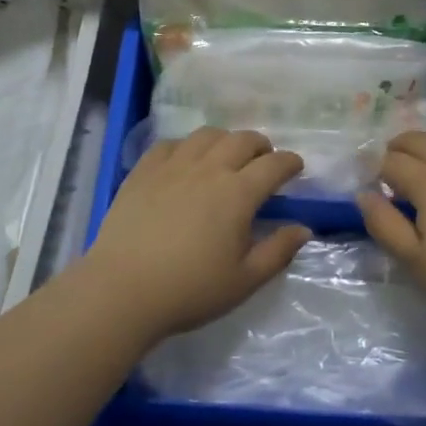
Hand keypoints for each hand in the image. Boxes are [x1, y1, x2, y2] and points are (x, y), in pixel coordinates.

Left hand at [81, 128, 310, 342]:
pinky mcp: (143, 171)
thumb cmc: (189, 290)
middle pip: (242, 140)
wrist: (122, 290)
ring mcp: (172, 166)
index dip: (290, 162)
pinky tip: (185, 161)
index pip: (274, 165)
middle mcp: (208, 169)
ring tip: (226, 156)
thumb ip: (277, 251)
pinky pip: (170, 144)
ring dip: (225, 140)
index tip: (296, 168)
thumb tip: (303, 229)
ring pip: (207, 135)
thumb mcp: (244, 280)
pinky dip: (186, 146)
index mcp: (237, 194)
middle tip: (264, 161)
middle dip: (261, 145)